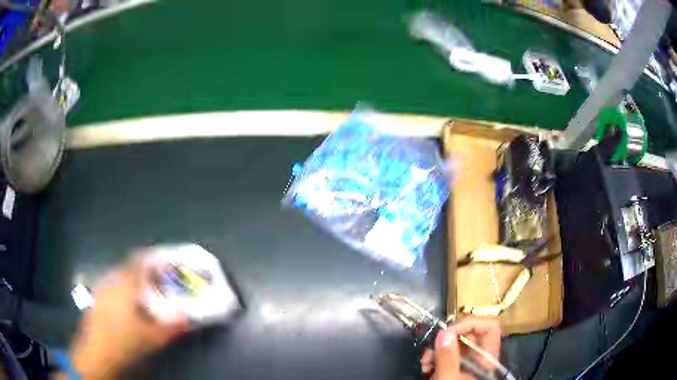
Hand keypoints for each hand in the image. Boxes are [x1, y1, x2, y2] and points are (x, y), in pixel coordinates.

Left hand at [64, 253, 188, 379]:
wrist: (97, 352)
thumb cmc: (125, 341)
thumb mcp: (152, 338)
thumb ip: (171, 327)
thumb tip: (187, 317)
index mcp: (125, 284)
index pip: (138, 262)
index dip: (151, 258)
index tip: (162, 262)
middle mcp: (110, 281)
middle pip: (127, 268)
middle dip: (141, 273)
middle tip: (154, 283)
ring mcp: (99, 289)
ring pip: (116, 278)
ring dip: (129, 282)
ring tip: (139, 295)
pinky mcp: (94, 299)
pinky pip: (109, 287)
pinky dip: (118, 291)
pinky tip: (123, 307)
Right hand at [421, 316, 500, 379]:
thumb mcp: (449, 379)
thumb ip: (447, 358)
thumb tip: (444, 333)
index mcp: (487, 357)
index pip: (489, 327)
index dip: (471, 324)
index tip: (448, 333)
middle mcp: (479, 356)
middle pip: (469, 334)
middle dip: (447, 338)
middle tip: (431, 349)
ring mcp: (467, 362)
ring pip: (455, 344)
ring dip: (437, 349)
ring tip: (425, 363)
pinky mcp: (455, 367)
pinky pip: (446, 354)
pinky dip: (435, 357)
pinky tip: (426, 367)